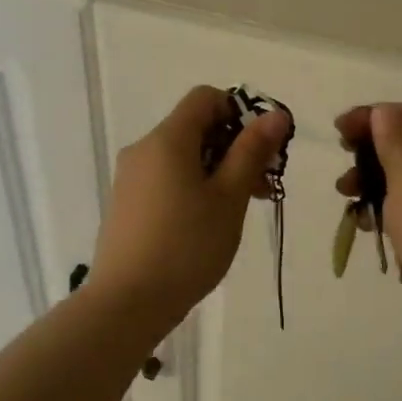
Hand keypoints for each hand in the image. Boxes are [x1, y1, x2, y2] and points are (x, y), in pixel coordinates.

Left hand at [92, 86, 291, 320]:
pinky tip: (206, 224)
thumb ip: (251, 152)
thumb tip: (275, 114)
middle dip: (233, 148)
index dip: (239, 113)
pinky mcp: (126, 204)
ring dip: (216, 171)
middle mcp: (143, 149)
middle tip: (262, 187)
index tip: (260, 150)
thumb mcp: (229, 198)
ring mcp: (130, 178)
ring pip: (181, 157)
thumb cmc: (187, 246)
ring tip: (239, 210)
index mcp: (167, 139)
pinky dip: (192, 187)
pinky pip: (165, 179)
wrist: (127, 302)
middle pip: (194, 128)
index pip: (205, 98)